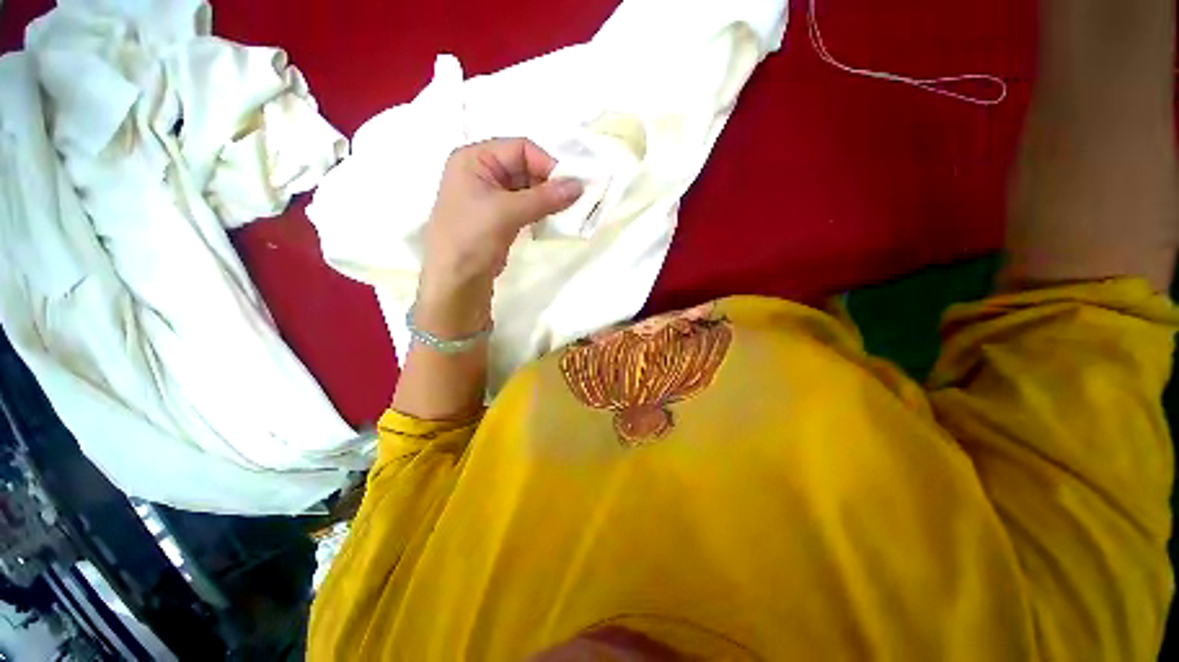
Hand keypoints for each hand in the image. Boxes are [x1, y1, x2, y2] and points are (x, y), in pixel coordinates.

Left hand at [416, 138, 583, 336]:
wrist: (457, 282)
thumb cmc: (472, 238)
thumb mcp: (507, 212)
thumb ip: (544, 197)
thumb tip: (579, 185)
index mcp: (474, 159)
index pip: (520, 149)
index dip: (547, 164)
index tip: (570, 185)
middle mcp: (481, 172)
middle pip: (525, 167)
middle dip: (548, 183)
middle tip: (572, 201)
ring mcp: (490, 196)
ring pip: (527, 189)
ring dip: (546, 199)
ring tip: (565, 212)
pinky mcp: (498, 218)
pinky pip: (524, 206)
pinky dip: (540, 211)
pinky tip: (552, 220)